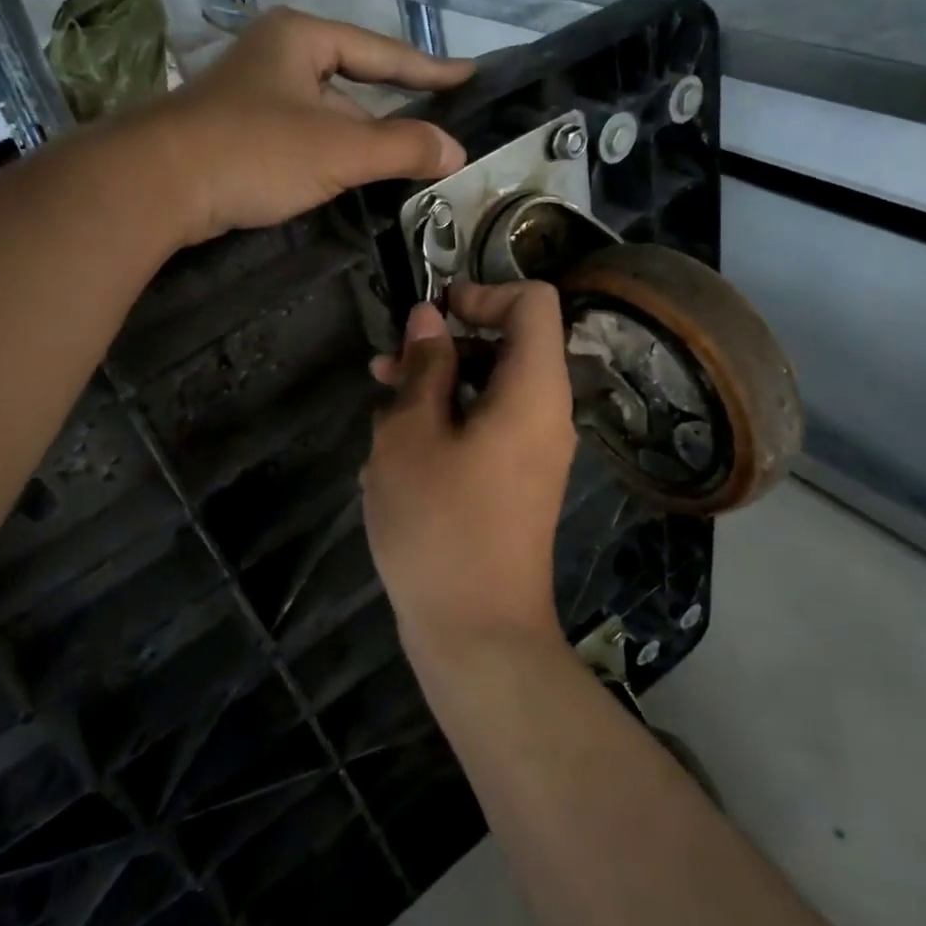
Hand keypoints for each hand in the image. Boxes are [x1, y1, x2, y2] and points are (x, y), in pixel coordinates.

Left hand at [125, 7, 472, 246]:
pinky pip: (296, 136)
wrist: (155, 183)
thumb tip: (456, 151)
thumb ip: (401, 147)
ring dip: (356, 139)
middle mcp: (274, 54)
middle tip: (433, 133)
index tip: (467, 77)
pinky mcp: (231, 131)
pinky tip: (339, 178)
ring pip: (321, 113)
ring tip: (396, 165)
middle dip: (389, 110)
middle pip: (350, 81)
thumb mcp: (338, 149)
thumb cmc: (253, 151)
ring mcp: (248, 93)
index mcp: (300, 37)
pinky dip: (324, 154)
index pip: (381, 51)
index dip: (428, 68)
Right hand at [361, 281, 578, 659]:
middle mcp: (546, 413)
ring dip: (437, 385)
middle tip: (387, 366)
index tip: (433, 316)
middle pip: (509, 344)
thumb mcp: (411, 435)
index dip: (483, 292)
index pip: (534, 302)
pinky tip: (396, 452)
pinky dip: (447, 423)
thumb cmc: (438, 525)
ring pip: (490, 389)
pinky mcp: (516, 482)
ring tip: (380, 407)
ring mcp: (534, 451)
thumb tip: (428, 318)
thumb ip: (423, 367)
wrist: (477, 634)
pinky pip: (487, 428)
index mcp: (533, 391)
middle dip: (446, 344)